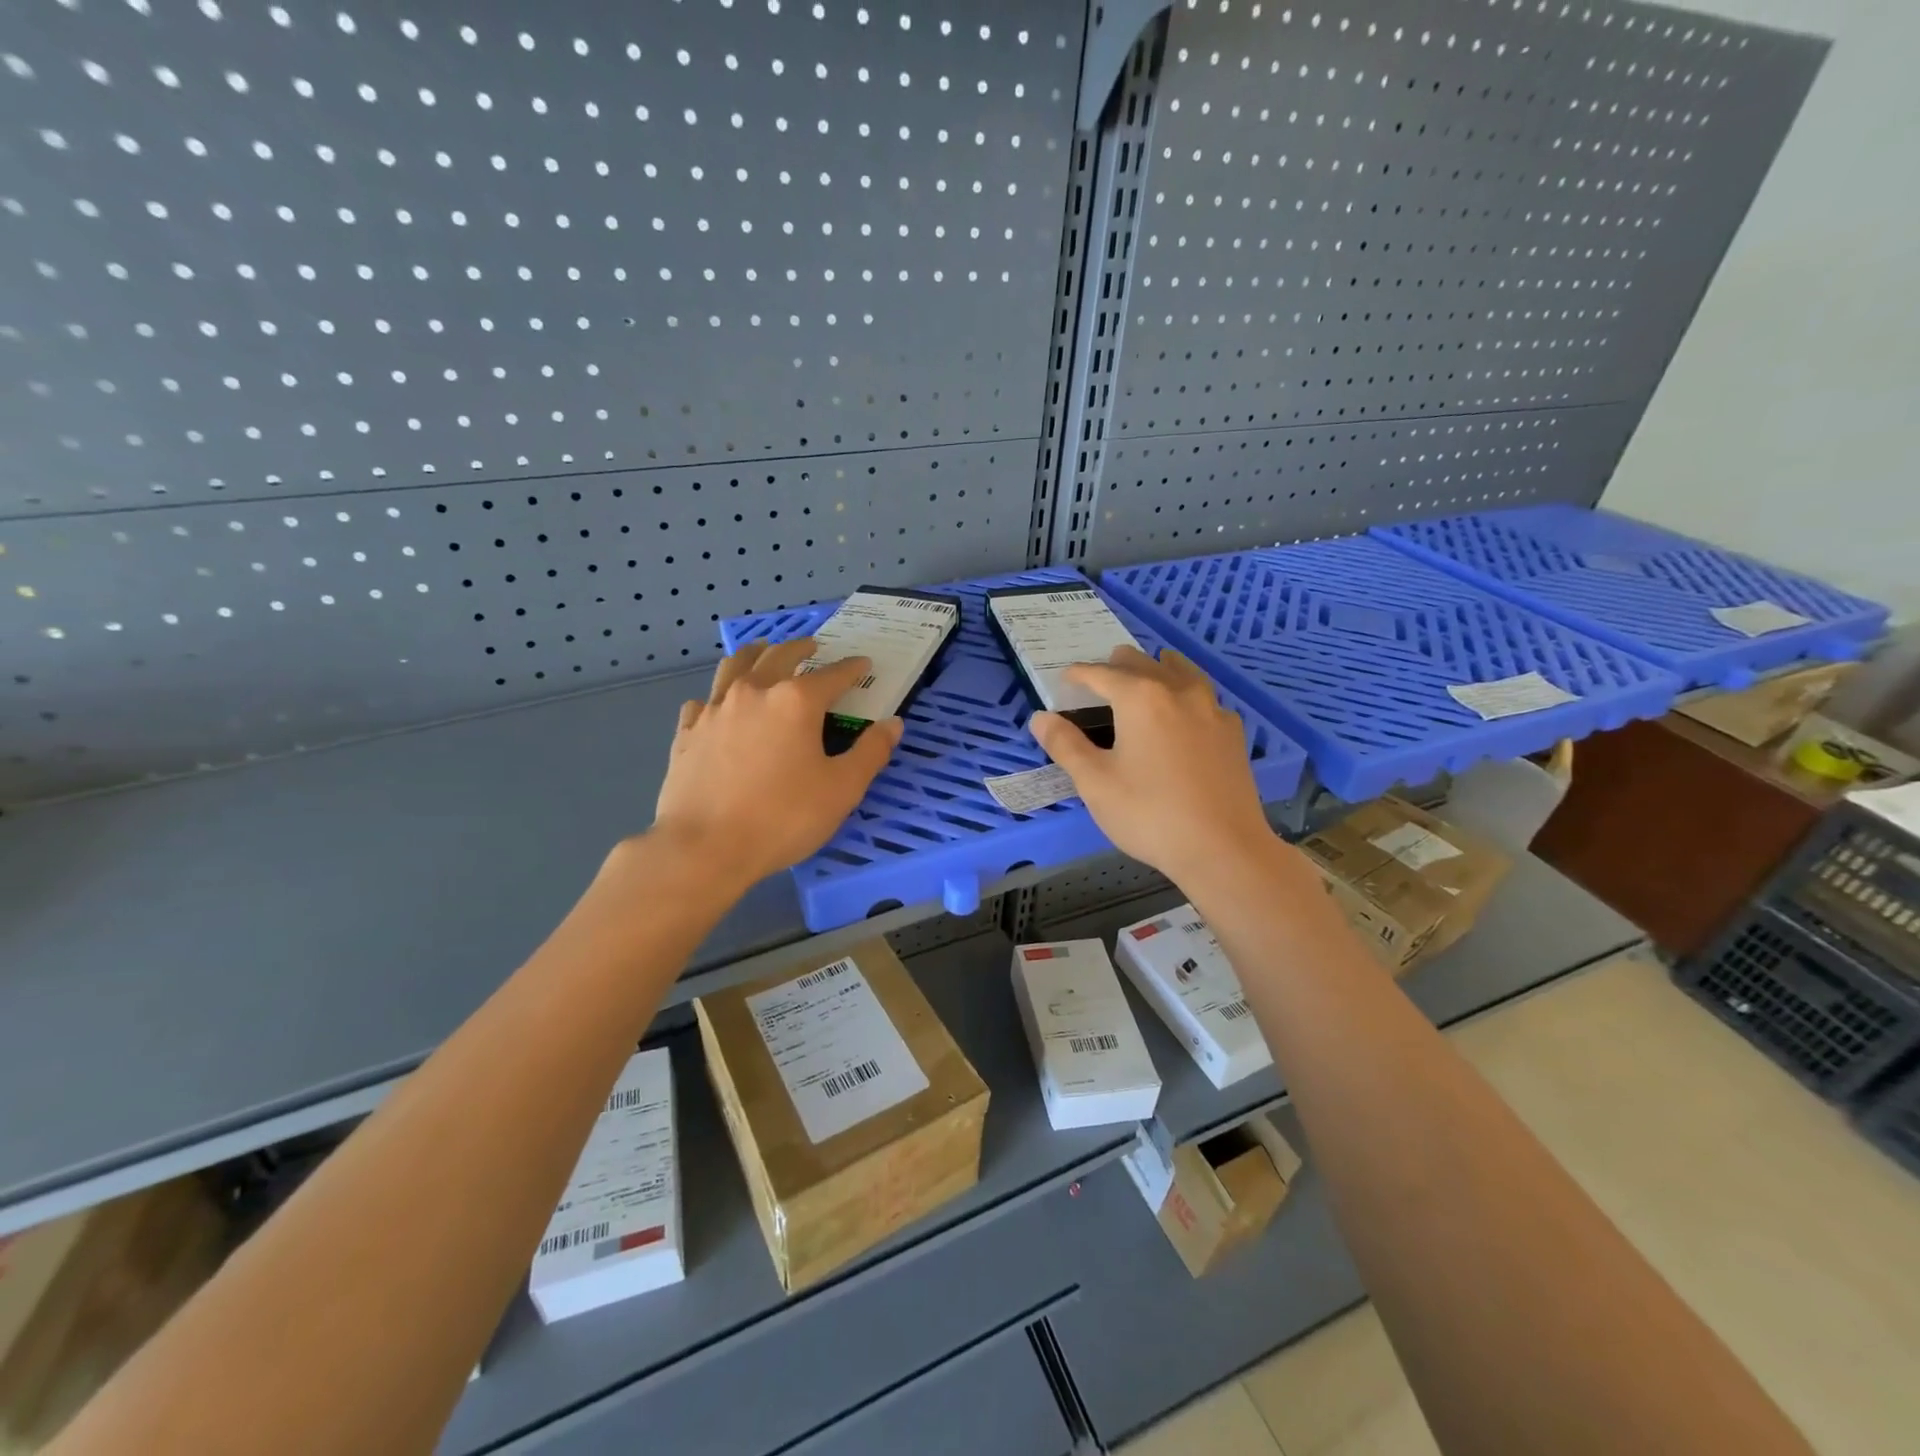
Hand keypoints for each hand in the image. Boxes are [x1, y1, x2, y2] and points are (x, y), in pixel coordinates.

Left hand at [648, 638, 902, 889]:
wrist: (705, 848)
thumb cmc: (783, 818)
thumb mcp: (842, 789)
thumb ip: (871, 752)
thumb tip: (893, 723)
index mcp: (796, 701)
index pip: (832, 675)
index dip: (852, 668)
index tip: (863, 664)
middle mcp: (754, 692)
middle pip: (779, 656)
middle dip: (800, 648)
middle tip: (812, 646)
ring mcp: (714, 709)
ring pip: (735, 666)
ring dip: (755, 654)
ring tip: (764, 651)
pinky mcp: (687, 732)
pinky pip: (704, 700)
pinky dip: (718, 695)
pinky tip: (720, 705)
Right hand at [1029, 646, 1274, 884]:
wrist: (1223, 848)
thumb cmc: (1149, 814)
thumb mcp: (1094, 782)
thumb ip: (1065, 745)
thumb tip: (1040, 717)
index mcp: (1140, 698)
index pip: (1101, 674)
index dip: (1079, 674)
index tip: (1065, 678)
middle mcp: (1178, 692)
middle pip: (1143, 664)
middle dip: (1118, 665)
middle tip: (1101, 674)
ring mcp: (1212, 710)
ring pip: (1181, 672)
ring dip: (1158, 667)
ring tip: (1149, 669)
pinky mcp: (1233, 733)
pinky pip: (1205, 698)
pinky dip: (1187, 692)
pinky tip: (1186, 709)